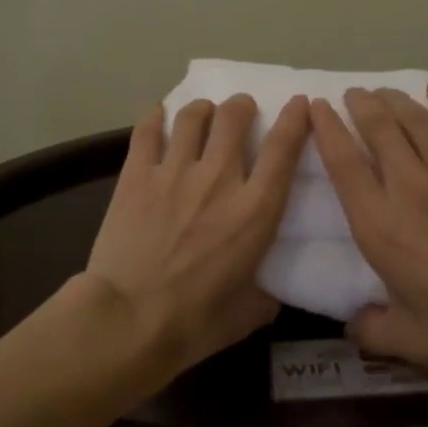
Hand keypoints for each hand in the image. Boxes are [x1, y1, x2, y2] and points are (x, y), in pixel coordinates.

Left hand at [86, 92, 309, 377]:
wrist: (127, 321)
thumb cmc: (194, 323)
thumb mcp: (249, 313)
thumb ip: (267, 292)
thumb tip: (270, 290)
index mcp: (255, 210)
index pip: (283, 149)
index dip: (295, 119)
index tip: (299, 104)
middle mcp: (219, 179)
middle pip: (234, 117)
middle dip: (242, 106)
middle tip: (241, 111)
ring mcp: (174, 172)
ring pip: (193, 116)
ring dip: (203, 109)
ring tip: (203, 114)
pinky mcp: (136, 175)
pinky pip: (148, 131)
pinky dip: (156, 117)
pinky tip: (159, 115)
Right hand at [311, 84, 427, 382]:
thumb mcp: (410, 341)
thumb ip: (371, 330)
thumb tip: (351, 325)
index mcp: (380, 225)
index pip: (343, 164)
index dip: (327, 130)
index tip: (317, 108)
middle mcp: (409, 187)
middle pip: (378, 129)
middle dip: (360, 105)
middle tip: (353, 94)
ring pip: (415, 120)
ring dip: (395, 100)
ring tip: (384, 92)